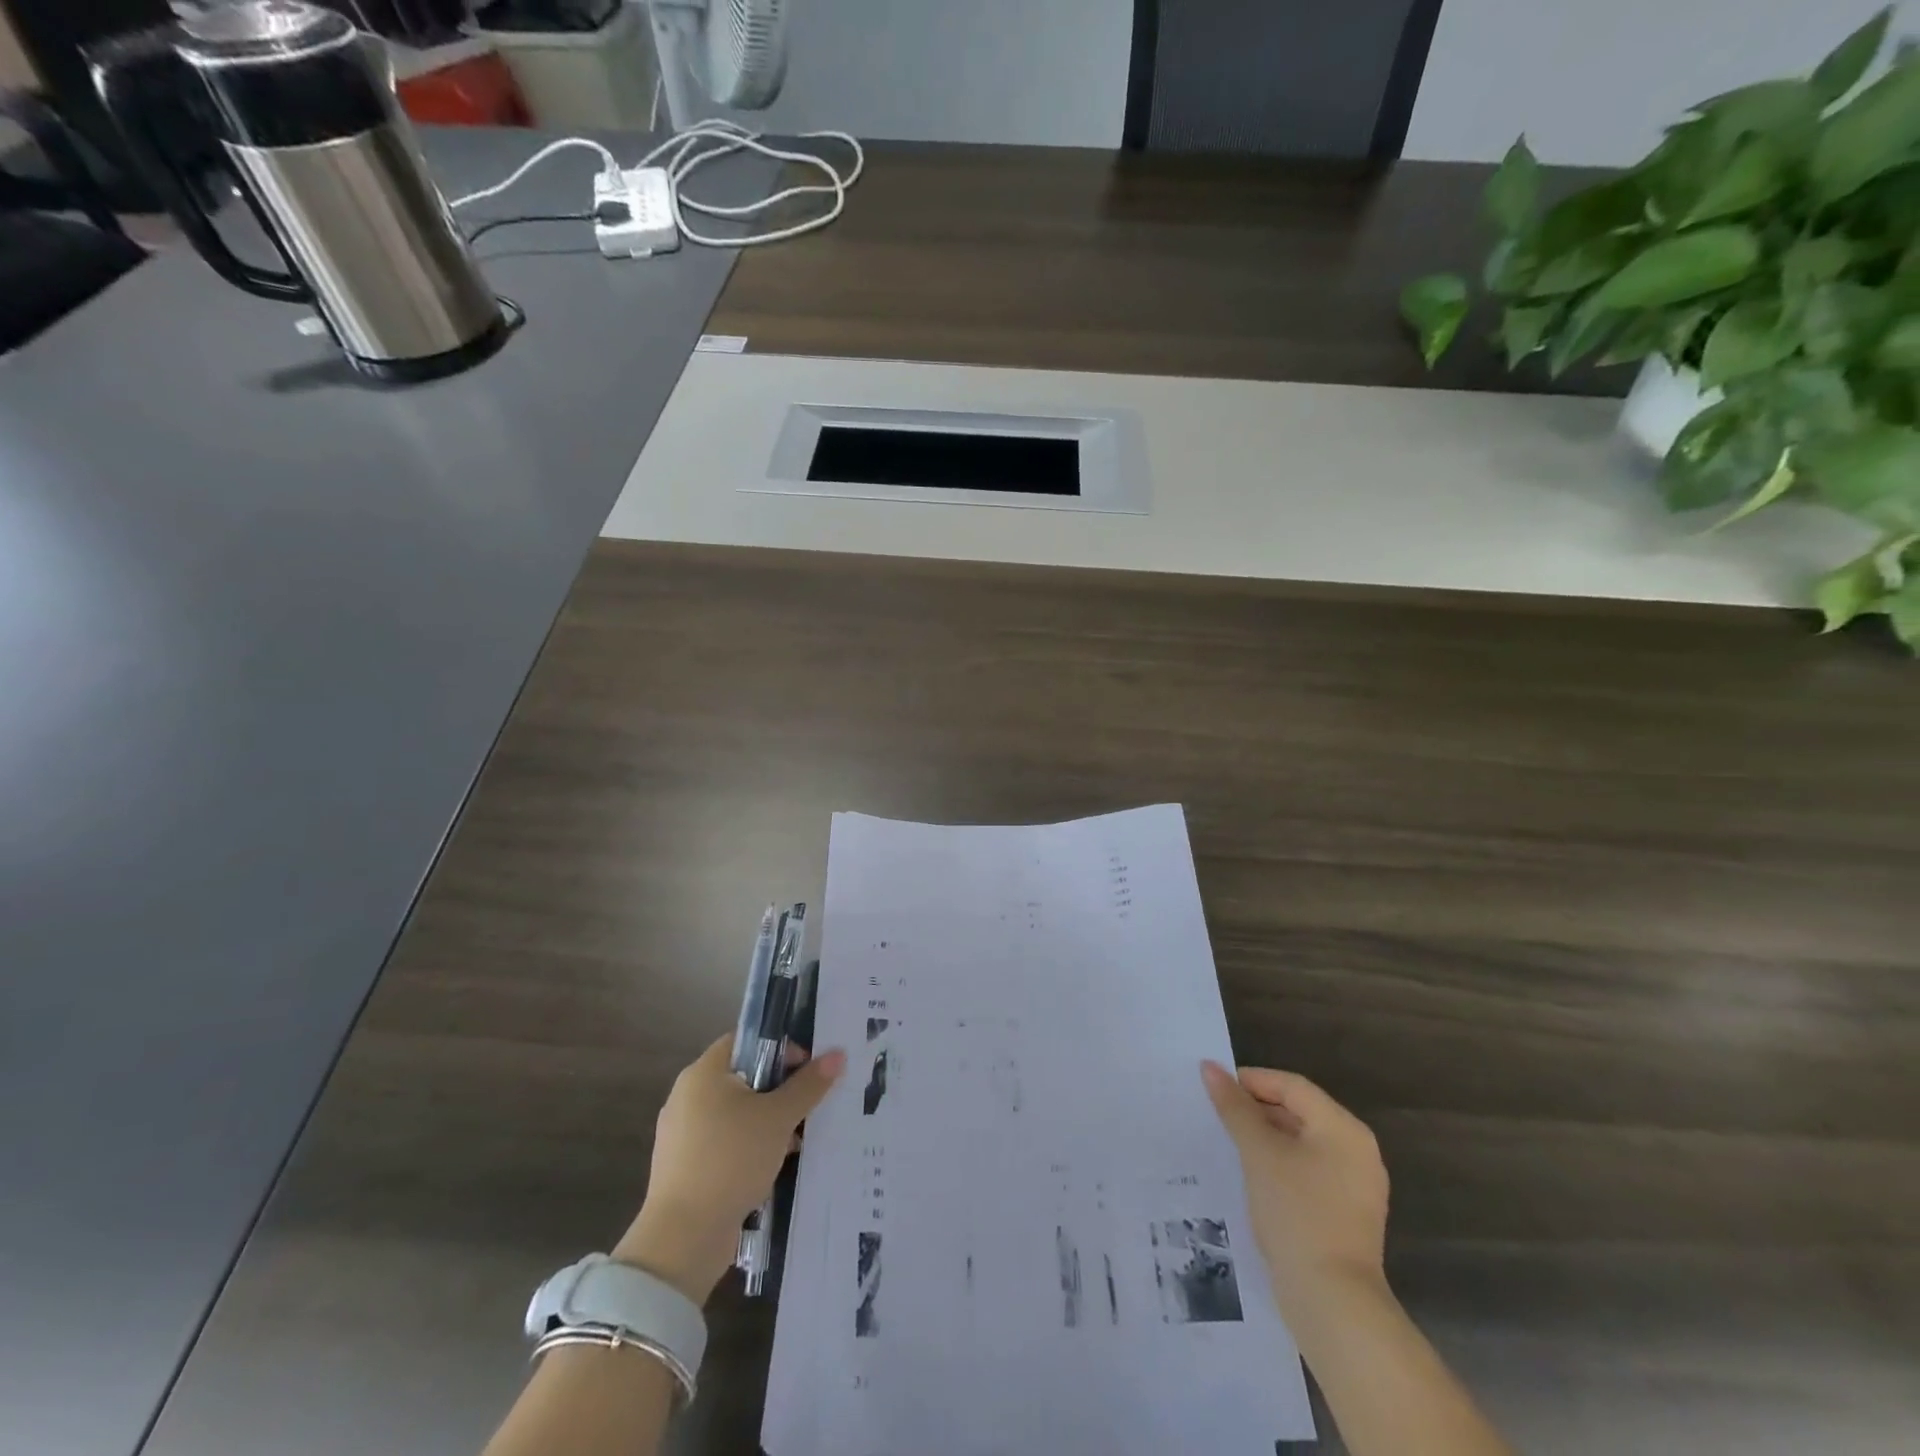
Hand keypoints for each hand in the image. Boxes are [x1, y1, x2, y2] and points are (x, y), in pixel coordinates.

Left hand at [613, 1035, 844, 1303]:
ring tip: (799, 1139)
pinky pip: (725, 1143)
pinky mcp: (685, 1167)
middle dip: (779, 1089)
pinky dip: (749, 1147)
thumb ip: (808, 1085)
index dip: (781, 1048)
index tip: (808, 1069)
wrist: (683, 1238)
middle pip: (743, 1077)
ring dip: (767, 1122)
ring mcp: (682, 1134)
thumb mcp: (778, 1118)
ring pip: (736, 1113)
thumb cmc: (731, 1159)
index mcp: (704, 1073)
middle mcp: (687, 1096)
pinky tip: (775, 1165)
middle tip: (810, 1103)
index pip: (746, 1041)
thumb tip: (837, 1055)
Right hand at [1201, 1062, 1389, 1311]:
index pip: (1292, 1086)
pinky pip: (1308, 1172)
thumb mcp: (1259, 1152)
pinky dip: (1279, 1166)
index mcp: (1344, 1129)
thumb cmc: (1297, 1213)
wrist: (1333, 1303)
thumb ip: (1234, 1107)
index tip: (1214, 1088)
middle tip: (1216, 1115)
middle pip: (1299, 1112)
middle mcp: (1357, 1151)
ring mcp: (1356, 1186)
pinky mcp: (1346, 1215)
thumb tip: (1210, 1067)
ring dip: (1265, 1139)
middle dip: (1256, 1110)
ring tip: (1227, 1143)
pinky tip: (1250, 1177)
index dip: (1251, 1080)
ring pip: (1301, 1144)